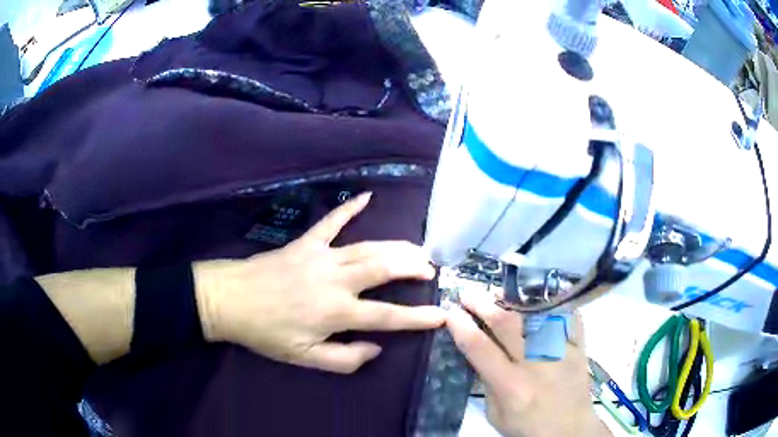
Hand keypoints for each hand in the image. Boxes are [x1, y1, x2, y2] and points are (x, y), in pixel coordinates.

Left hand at [194, 192, 444, 373]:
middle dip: (413, 267)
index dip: (418, 317)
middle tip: (431, 269)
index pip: (387, 315)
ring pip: (368, 247)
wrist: (230, 300)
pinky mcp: (306, 242)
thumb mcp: (304, 357)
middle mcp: (336, 280)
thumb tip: (376, 348)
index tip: (441, 314)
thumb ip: (344, 358)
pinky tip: (368, 196)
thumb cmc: (267, 332)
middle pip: (384, 268)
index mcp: (336, 312)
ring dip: (396, 247)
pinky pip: (332, 221)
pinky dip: (350, 208)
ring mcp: (321, 256)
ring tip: (418, 249)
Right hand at [446, 289, 610, 436]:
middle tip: (468, 294)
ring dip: (513, 301)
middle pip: (507, 324)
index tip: (450, 312)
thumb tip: (481, 355)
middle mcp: (536, 363)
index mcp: (511, 385)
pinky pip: (566, 317)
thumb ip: (488, 385)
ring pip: (535, 315)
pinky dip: (553, 305)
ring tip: (499, 294)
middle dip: (483, 305)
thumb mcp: (497, 415)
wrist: (570, 430)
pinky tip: (540, 298)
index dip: (461, 326)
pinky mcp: (578, 347)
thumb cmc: (528, 428)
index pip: (480, 348)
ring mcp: (561, 351)